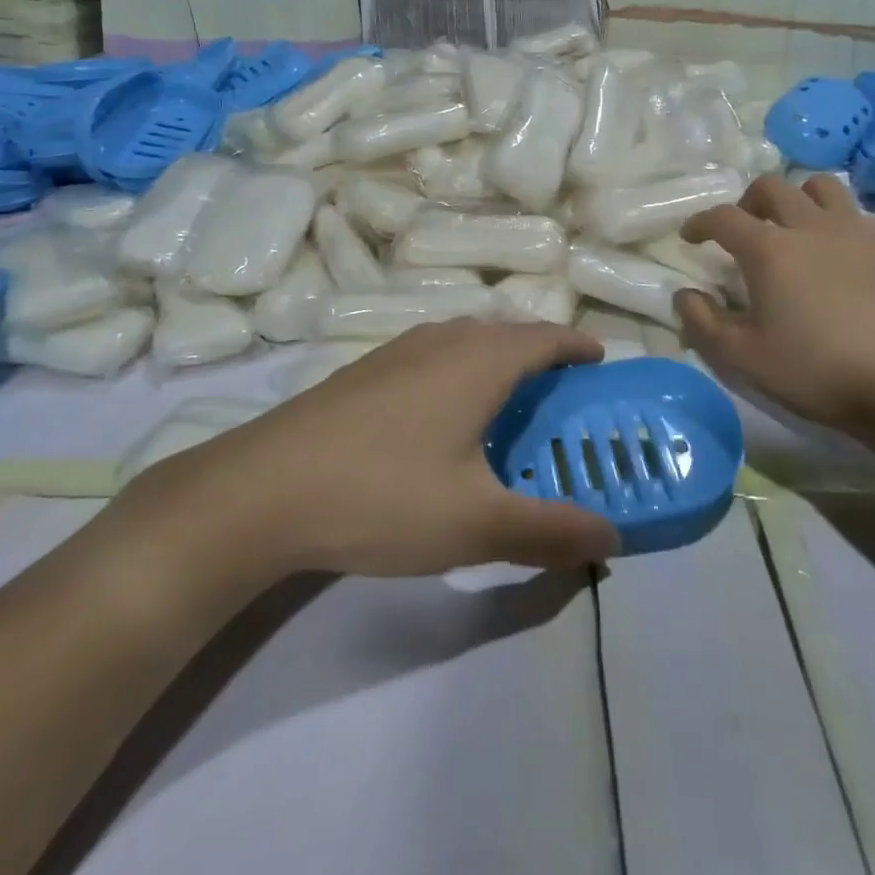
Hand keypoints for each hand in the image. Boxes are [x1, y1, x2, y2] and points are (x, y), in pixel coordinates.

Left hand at [122, 320, 620, 594]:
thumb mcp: (477, 524)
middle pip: (506, 334)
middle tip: (560, 394)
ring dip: (495, 360)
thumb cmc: (384, 495)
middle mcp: (442, 341)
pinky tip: (440, 416)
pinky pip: (431, 355)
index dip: (577, 346)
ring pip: (464, 341)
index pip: (545, 338)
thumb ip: (550, 532)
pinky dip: (457, 370)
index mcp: (479, 362)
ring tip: (505, 402)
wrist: (262, 491)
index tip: (600, 360)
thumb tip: (612, 540)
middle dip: (540, 355)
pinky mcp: (363, 371)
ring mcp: (397, 351)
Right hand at [676, 174, 874, 431]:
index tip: (690, 237)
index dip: (700, 223)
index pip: (723, 217)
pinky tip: (832, 249)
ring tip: (791, 227)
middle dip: (747, 202)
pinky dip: (832, 218)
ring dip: (796, 198)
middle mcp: (808, 226)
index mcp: (769, 249)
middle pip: (771, 187)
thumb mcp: (743, 356)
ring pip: (819, 186)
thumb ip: (703, 322)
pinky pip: (852, 212)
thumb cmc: (814, 369)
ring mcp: (853, 231)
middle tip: (742, 230)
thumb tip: (683, 295)